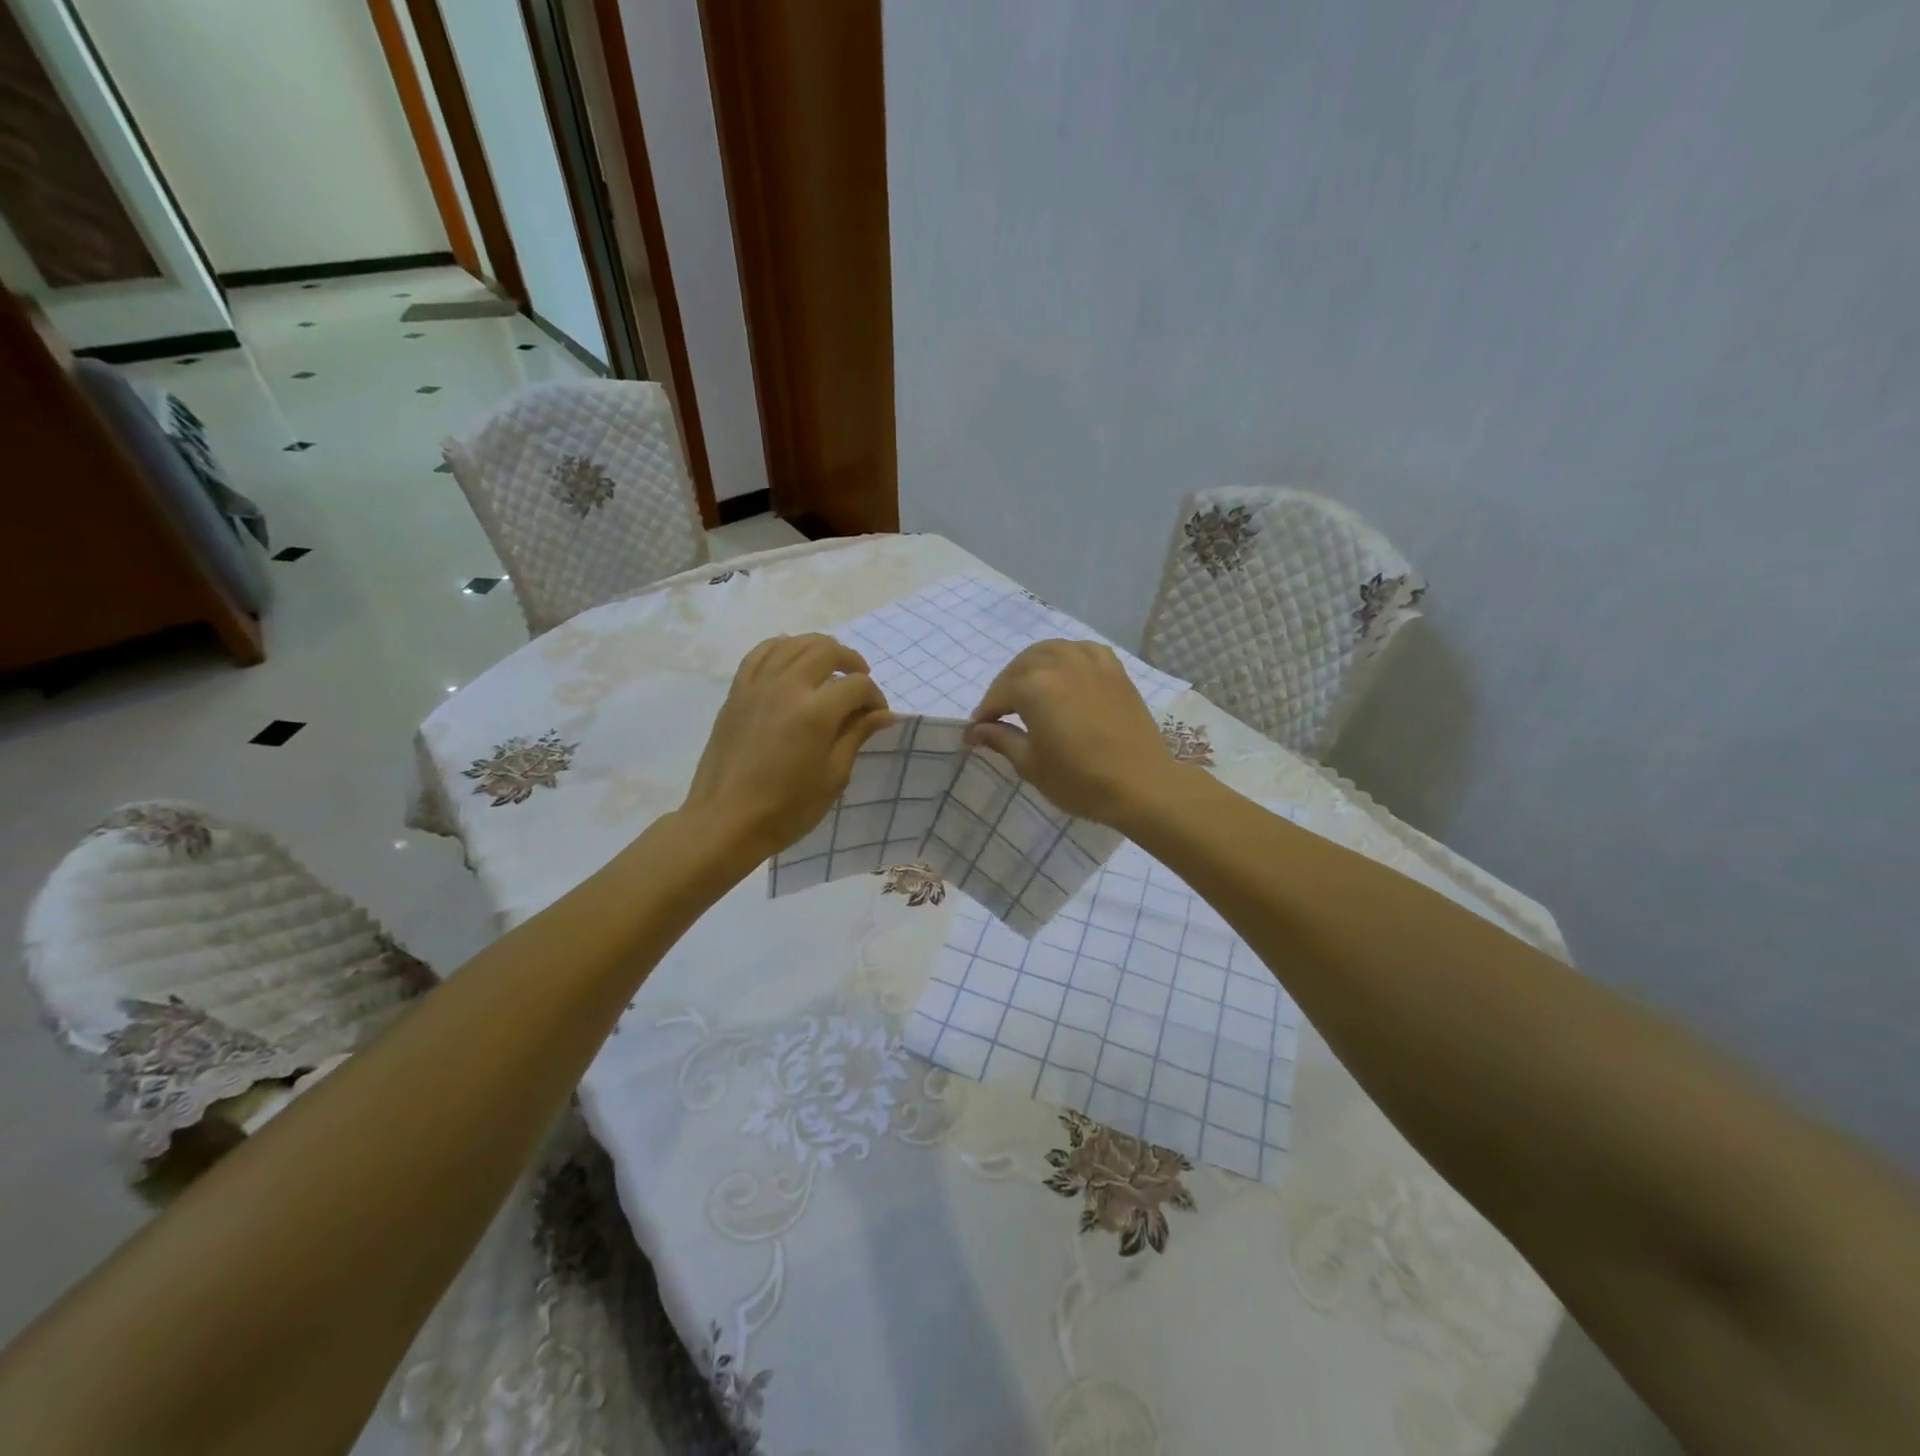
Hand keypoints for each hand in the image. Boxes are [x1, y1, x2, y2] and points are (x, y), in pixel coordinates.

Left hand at [682, 634, 890, 860]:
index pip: (857, 685)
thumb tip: (883, 714)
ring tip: (830, 671)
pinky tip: (792, 662)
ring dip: (819, 650)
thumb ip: (856, 736)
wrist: (725, 821)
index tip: (877, 717)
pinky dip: (783, 648)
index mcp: (816, 712)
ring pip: (794, 643)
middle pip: (827, 650)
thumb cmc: (787, 808)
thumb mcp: (833, 777)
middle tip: (859, 687)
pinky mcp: (738, 691)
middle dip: (852, 662)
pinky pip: (762, 652)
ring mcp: (758, 685)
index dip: (874, 697)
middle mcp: (787, 686)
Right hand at [966, 640, 1183, 824]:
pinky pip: (1082, 651)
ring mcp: (1090, 662)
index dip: (984, 715)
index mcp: (1034, 685)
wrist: (1142, 785)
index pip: (998, 695)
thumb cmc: (1080, 780)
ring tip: (1028, 691)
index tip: (976, 733)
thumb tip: (975, 730)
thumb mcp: (1031, 764)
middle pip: (1020, 668)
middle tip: (999, 716)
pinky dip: (1066, 657)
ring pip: (1049, 652)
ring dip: (1032, 668)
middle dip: (1005, 689)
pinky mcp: (1114, 669)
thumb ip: (1001, 739)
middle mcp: (1059, 663)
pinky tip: (1065, 673)